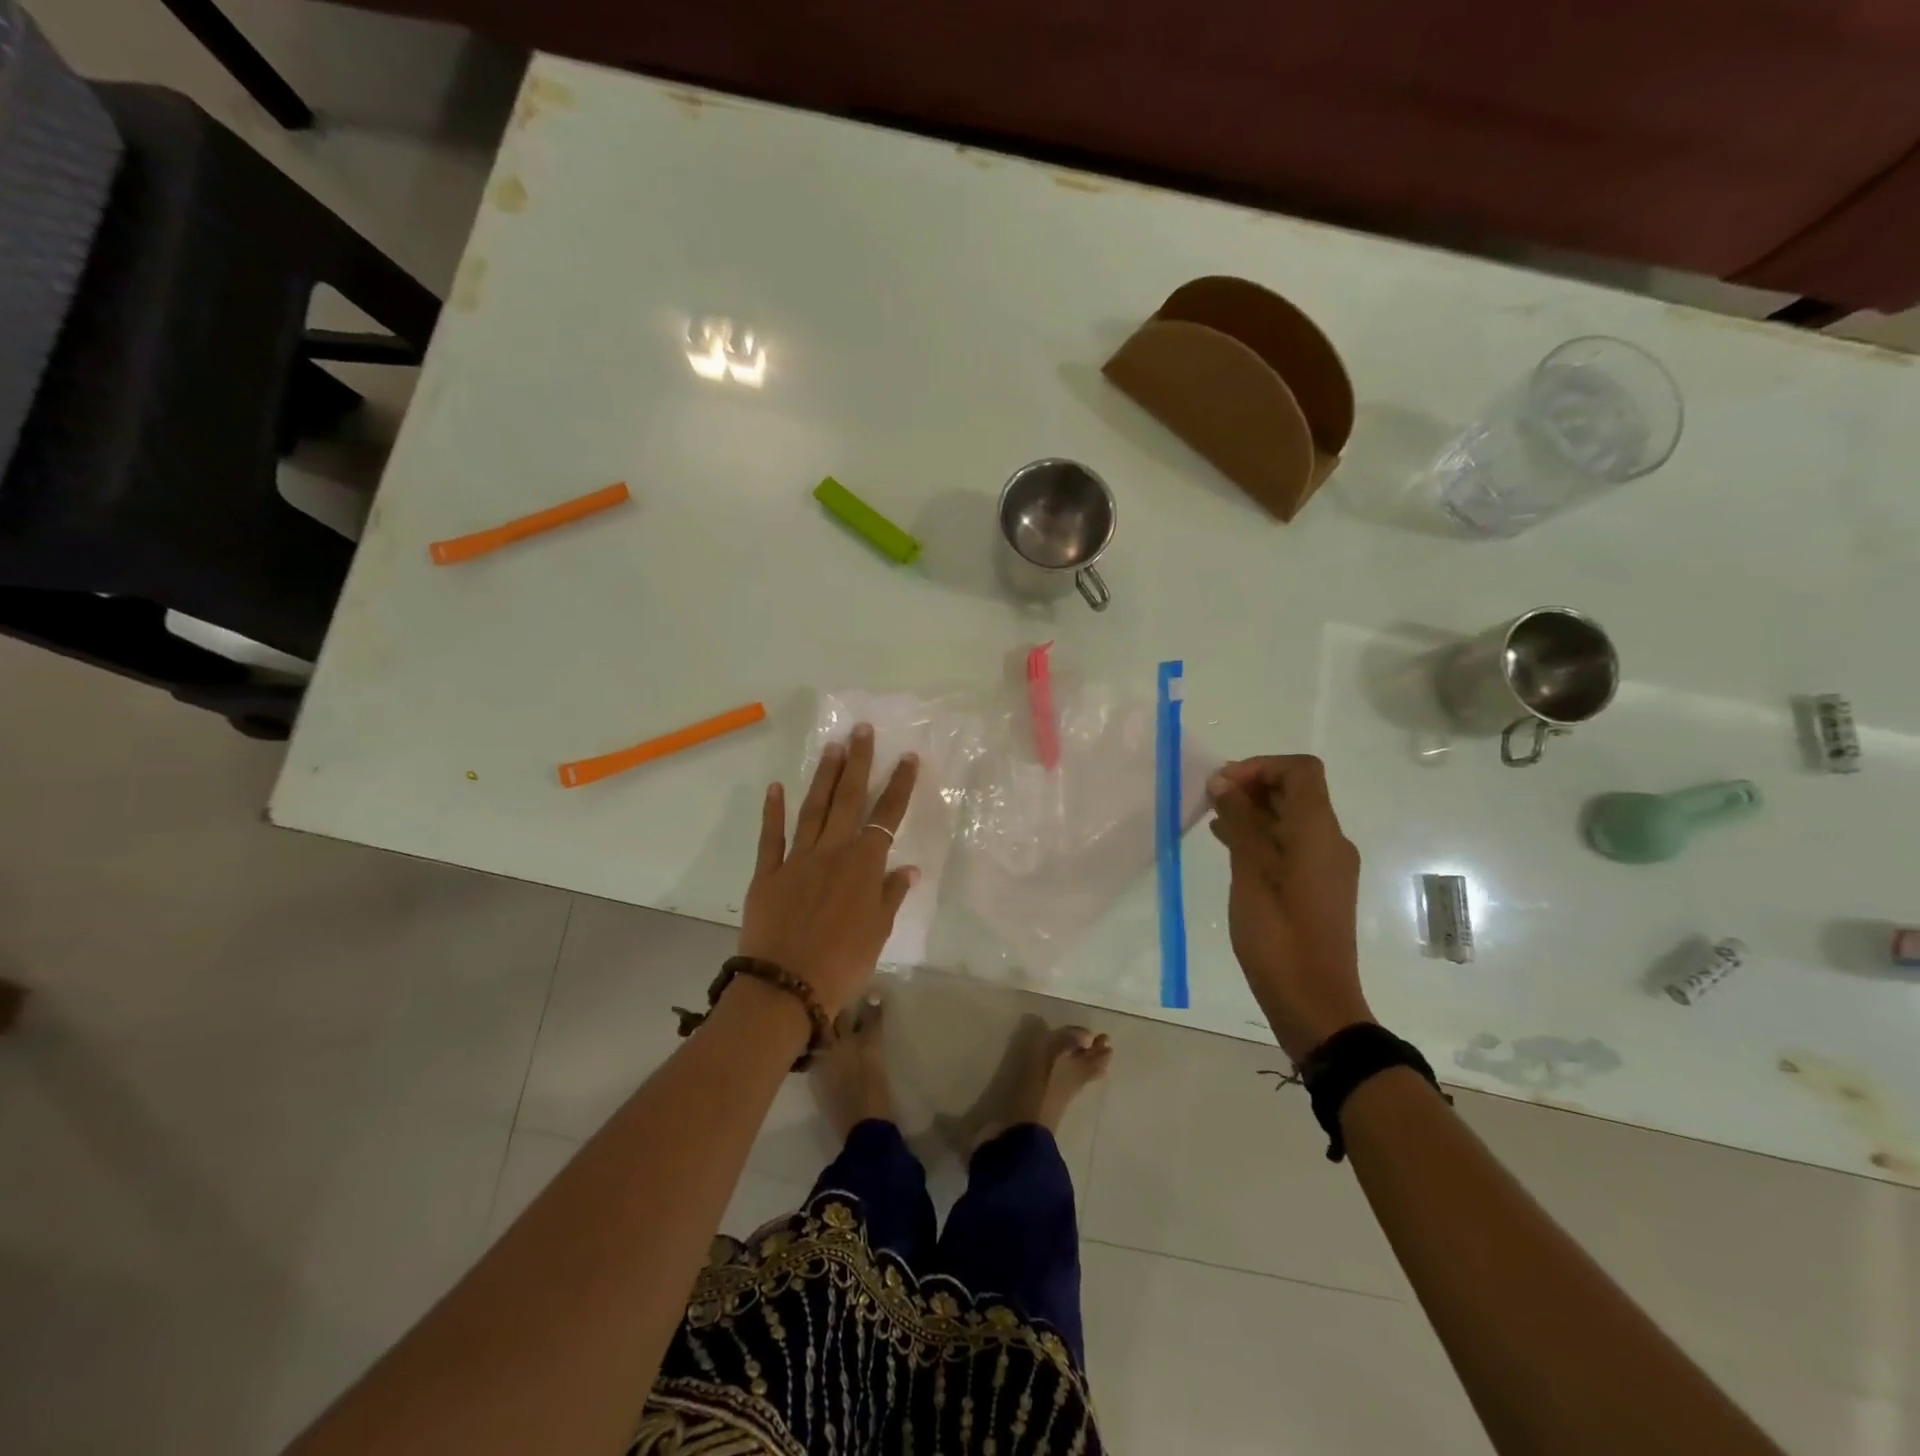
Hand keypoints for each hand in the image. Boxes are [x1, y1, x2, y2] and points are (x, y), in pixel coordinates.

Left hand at [737, 723, 919, 1016]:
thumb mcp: (878, 933)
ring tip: (832, 746)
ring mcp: (797, 859)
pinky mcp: (768, 873)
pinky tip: (776, 788)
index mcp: (864, 866)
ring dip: (825, 776)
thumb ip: (891, 895)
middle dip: (858, 762)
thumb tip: (908, 868)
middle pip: (848, 799)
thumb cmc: (842, 963)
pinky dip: (773, 811)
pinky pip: (771, 837)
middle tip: (862, 730)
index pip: (887, 816)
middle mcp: (833, 852)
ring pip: (814, 808)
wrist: (785, 986)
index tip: (908, 757)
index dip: (899, 786)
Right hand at [1208, 754, 1370, 1062]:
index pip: (1299, 770)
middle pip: (1296, 791)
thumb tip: (1224, 782)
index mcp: (1318, 831)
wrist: (1314, 1001)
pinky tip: (1228, 846)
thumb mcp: (1250, 873)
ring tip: (1212, 819)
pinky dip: (1262, 835)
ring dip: (1254, 810)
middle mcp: (1330, 840)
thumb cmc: (1278, 935)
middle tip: (1210, 800)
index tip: (1223, 784)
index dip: (1260, 766)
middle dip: (1252, 785)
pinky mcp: (1319, 886)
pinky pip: (1292, 844)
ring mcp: (1327, 865)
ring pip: (1292, 818)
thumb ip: (1239, 822)